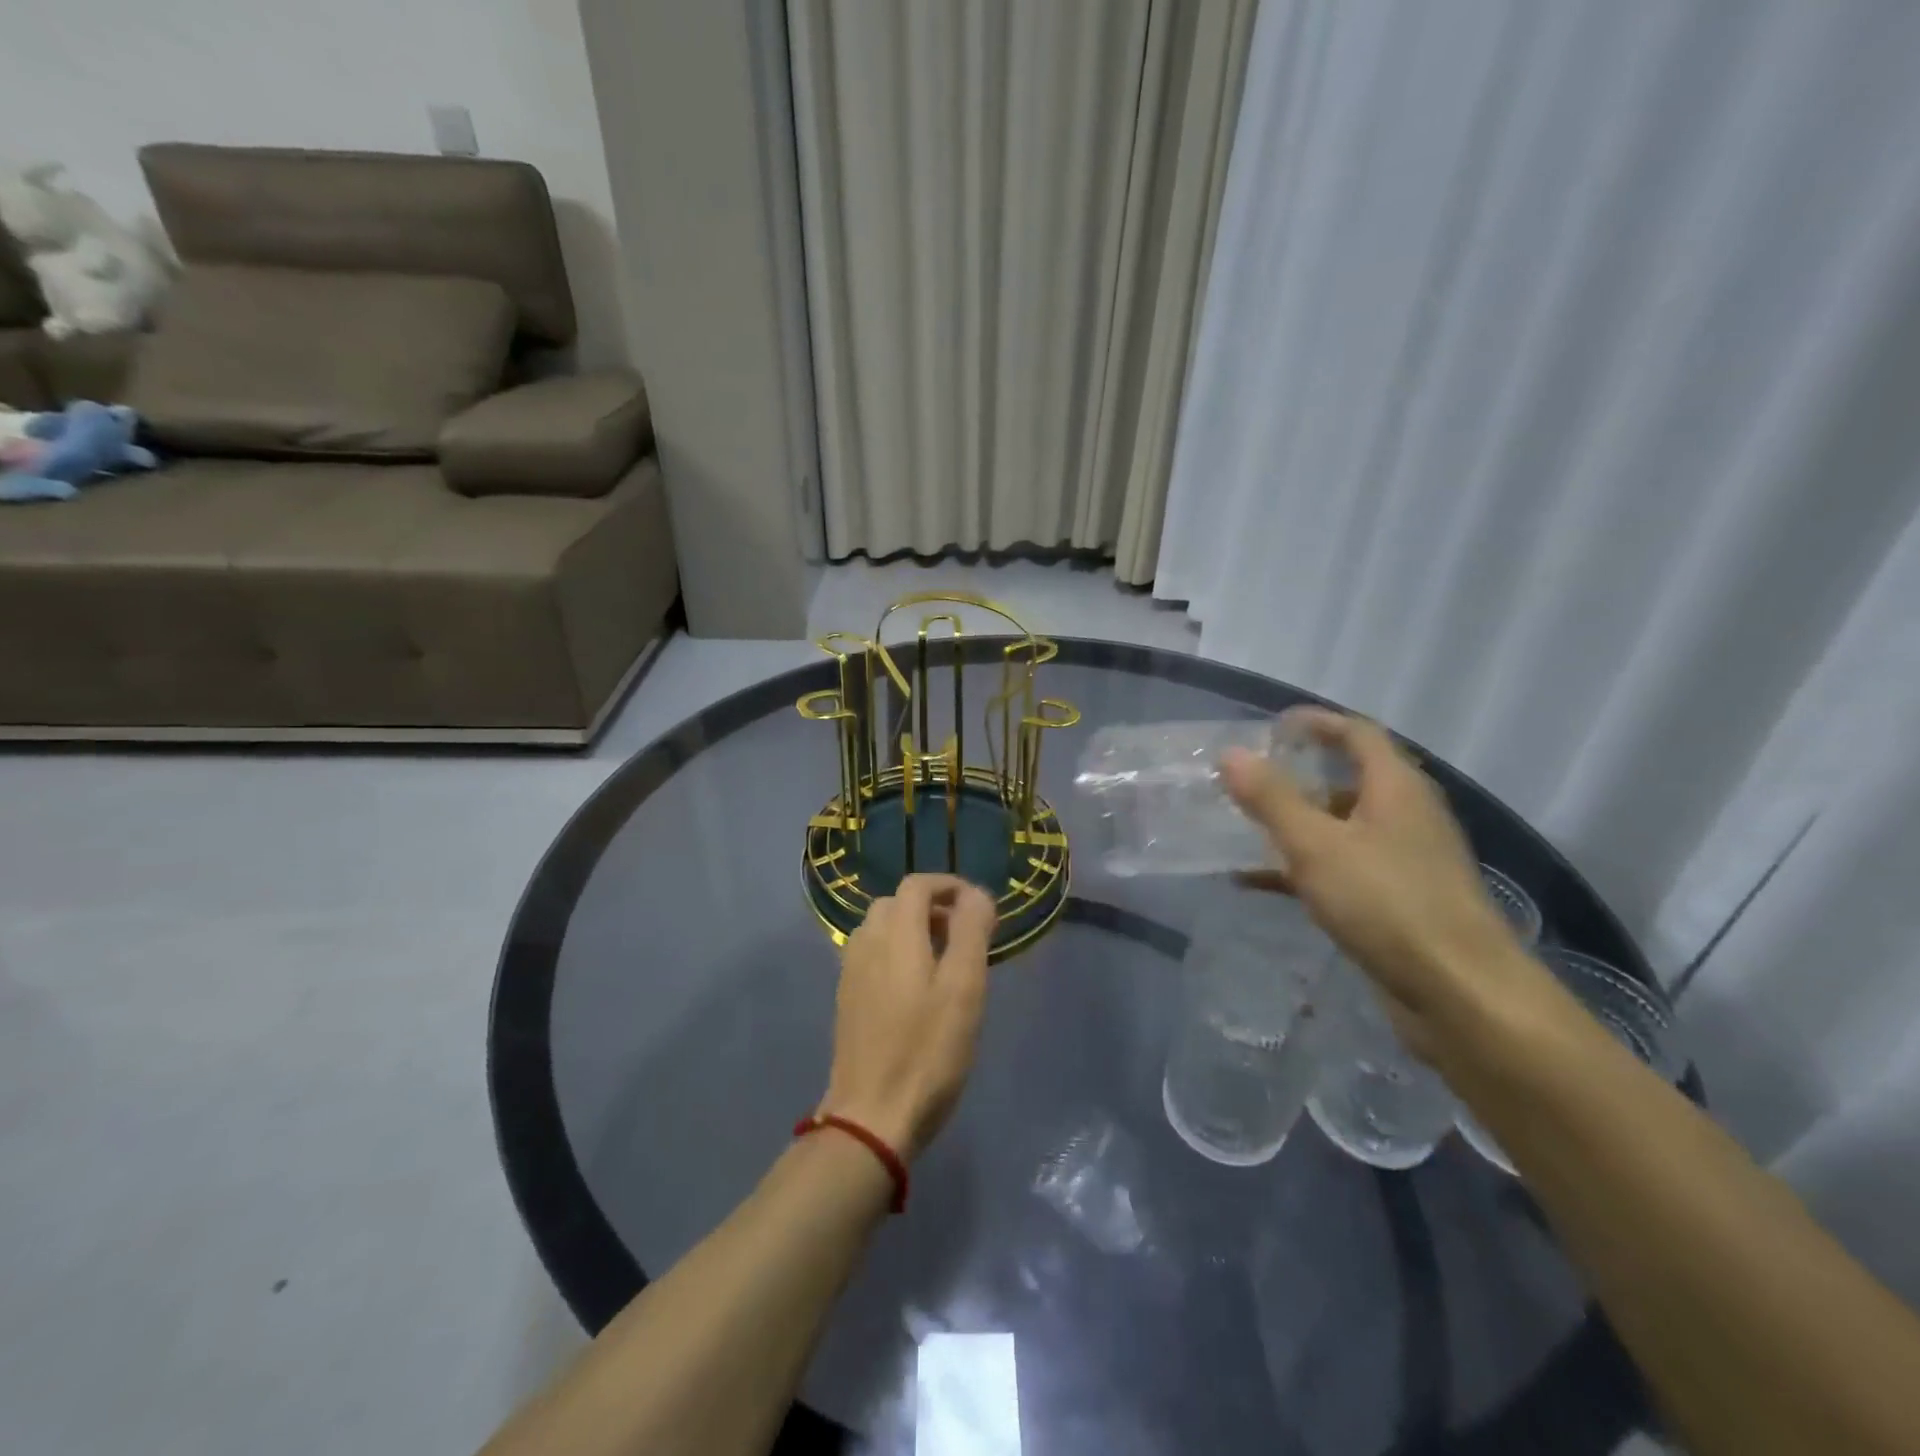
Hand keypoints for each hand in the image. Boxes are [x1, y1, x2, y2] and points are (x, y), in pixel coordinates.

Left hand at [816, 873, 997, 1160]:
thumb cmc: (927, 1051)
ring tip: (944, 961)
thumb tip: (977, 895)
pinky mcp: (846, 999)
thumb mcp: (964, 988)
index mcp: (895, 934)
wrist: (871, 1115)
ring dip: (913, 930)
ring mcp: (851, 972)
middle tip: (965, 936)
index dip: (949, 886)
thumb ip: (971, 932)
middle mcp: (866, 943)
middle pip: (897, 903)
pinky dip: (897, 953)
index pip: (917, 885)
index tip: (979, 910)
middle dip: (933, 907)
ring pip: (882, 929)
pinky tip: (916, 989)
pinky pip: (873, 955)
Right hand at [1222, 708, 1537, 1056]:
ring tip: (1246, 828)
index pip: (1358, 733)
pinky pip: (1343, 868)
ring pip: (1344, 827)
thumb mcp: (1316, 845)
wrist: (1461, 995)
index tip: (1272, 727)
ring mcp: (1407, 860)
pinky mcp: (1399, 901)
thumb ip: (1271, 798)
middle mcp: (1408, 815)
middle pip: (1351, 779)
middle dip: (1300, 776)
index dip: (1316, 723)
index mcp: (1397, 788)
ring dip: (1298, 824)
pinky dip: (1304, 868)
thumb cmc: (1387, 903)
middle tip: (1251, 779)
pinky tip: (1258, 884)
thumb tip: (1231, 753)